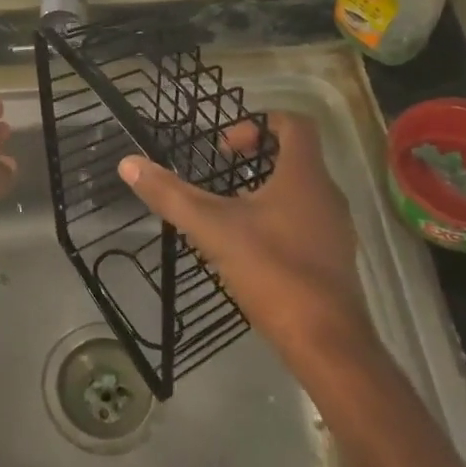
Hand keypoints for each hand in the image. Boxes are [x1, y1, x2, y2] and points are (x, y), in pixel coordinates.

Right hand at [117, 111, 377, 370]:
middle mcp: (327, 194)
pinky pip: (308, 222)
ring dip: (268, 190)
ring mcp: (336, 230)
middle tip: (222, 173)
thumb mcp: (211, 228)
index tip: (226, 145)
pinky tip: (251, 248)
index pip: (295, 124)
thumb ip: (170, 194)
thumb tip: (128, 163)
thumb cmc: (272, 271)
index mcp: (304, 175)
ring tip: (231, 210)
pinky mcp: (335, 260)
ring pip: (302, 192)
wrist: (327, 343)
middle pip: (298, 157)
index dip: (259, 123)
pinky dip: (280, 220)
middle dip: (258, 158)